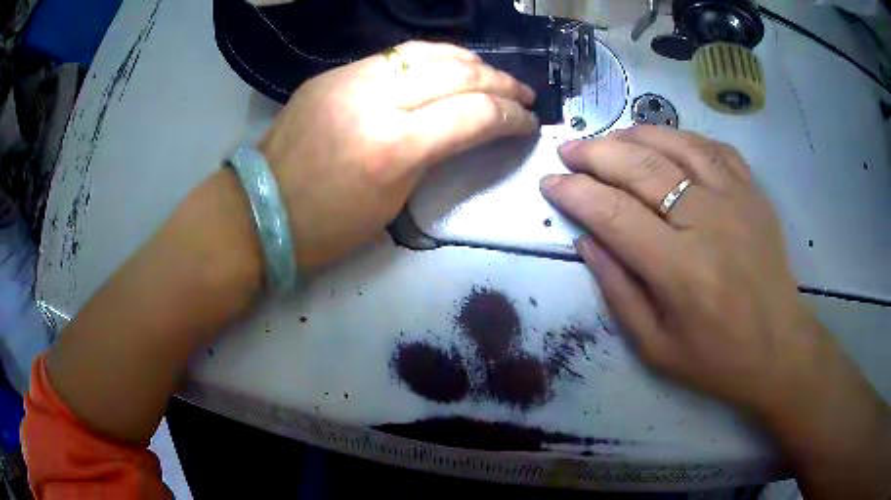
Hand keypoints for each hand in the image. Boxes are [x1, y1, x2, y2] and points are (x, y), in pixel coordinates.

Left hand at [260, 41, 538, 269]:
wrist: (259, 210)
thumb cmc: (327, 227)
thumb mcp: (393, 202)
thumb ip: (434, 155)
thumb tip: (466, 127)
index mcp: (393, 147)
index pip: (473, 114)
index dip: (511, 117)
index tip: (529, 123)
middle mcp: (374, 100)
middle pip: (457, 74)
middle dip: (500, 83)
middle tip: (524, 94)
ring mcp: (348, 79)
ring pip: (427, 53)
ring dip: (470, 62)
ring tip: (493, 75)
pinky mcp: (333, 74)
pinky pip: (394, 56)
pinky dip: (431, 59)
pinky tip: (447, 66)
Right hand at [540, 125, 828, 414]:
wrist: (778, 348)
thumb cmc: (716, 358)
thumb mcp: (655, 347)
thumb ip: (617, 291)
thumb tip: (586, 241)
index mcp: (680, 269)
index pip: (613, 213)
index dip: (575, 193)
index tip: (549, 182)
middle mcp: (707, 221)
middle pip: (641, 166)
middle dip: (596, 153)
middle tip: (569, 150)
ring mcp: (735, 199)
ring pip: (676, 144)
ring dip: (634, 134)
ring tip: (608, 138)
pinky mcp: (753, 192)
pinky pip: (713, 147)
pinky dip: (681, 136)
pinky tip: (663, 140)